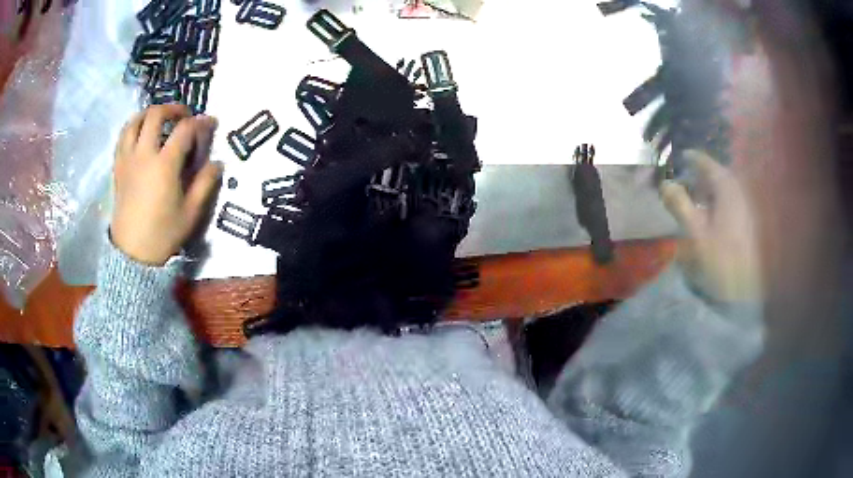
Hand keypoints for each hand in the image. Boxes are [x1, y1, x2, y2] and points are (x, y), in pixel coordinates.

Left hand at [111, 105, 222, 265]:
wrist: (133, 253)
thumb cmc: (163, 233)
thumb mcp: (191, 213)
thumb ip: (205, 184)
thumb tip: (217, 163)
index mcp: (164, 165)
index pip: (185, 130)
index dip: (200, 122)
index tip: (210, 123)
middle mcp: (144, 155)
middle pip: (156, 115)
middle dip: (173, 108)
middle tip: (184, 116)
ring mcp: (128, 160)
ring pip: (135, 121)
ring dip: (150, 113)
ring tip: (159, 119)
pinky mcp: (118, 168)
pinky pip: (122, 137)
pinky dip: (133, 127)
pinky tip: (140, 134)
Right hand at [661, 150, 761, 302]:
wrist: (747, 291)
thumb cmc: (721, 260)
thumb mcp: (695, 234)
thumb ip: (679, 205)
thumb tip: (665, 183)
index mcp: (726, 187)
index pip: (705, 162)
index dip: (689, 159)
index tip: (677, 160)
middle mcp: (739, 190)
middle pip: (716, 175)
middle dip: (698, 177)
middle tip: (683, 185)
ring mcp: (746, 206)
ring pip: (724, 189)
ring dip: (709, 191)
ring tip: (696, 202)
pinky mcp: (749, 221)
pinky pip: (731, 202)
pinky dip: (718, 203)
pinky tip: (712, 217)